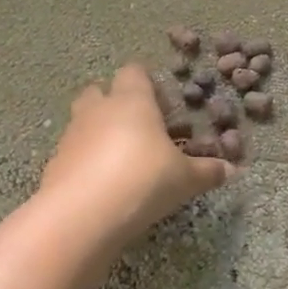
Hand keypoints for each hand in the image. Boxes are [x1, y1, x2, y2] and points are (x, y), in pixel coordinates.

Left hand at [38, 65, 233, 245]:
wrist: (83, 215)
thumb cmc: (144, 180)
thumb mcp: (186, 179)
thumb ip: (208, 171)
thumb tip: (232, 169)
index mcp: (132, 101)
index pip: (134, 72)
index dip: (147, 83)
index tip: (163, 104)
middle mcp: (98, 110)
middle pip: (99, 91)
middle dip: (115, 103)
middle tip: (140, 128)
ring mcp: (71, 136)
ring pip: (83, 121)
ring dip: (99, 133)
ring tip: (123, 160)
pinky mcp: (54, 164)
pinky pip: (73, 152)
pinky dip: (86, 161)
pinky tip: (104, 185)